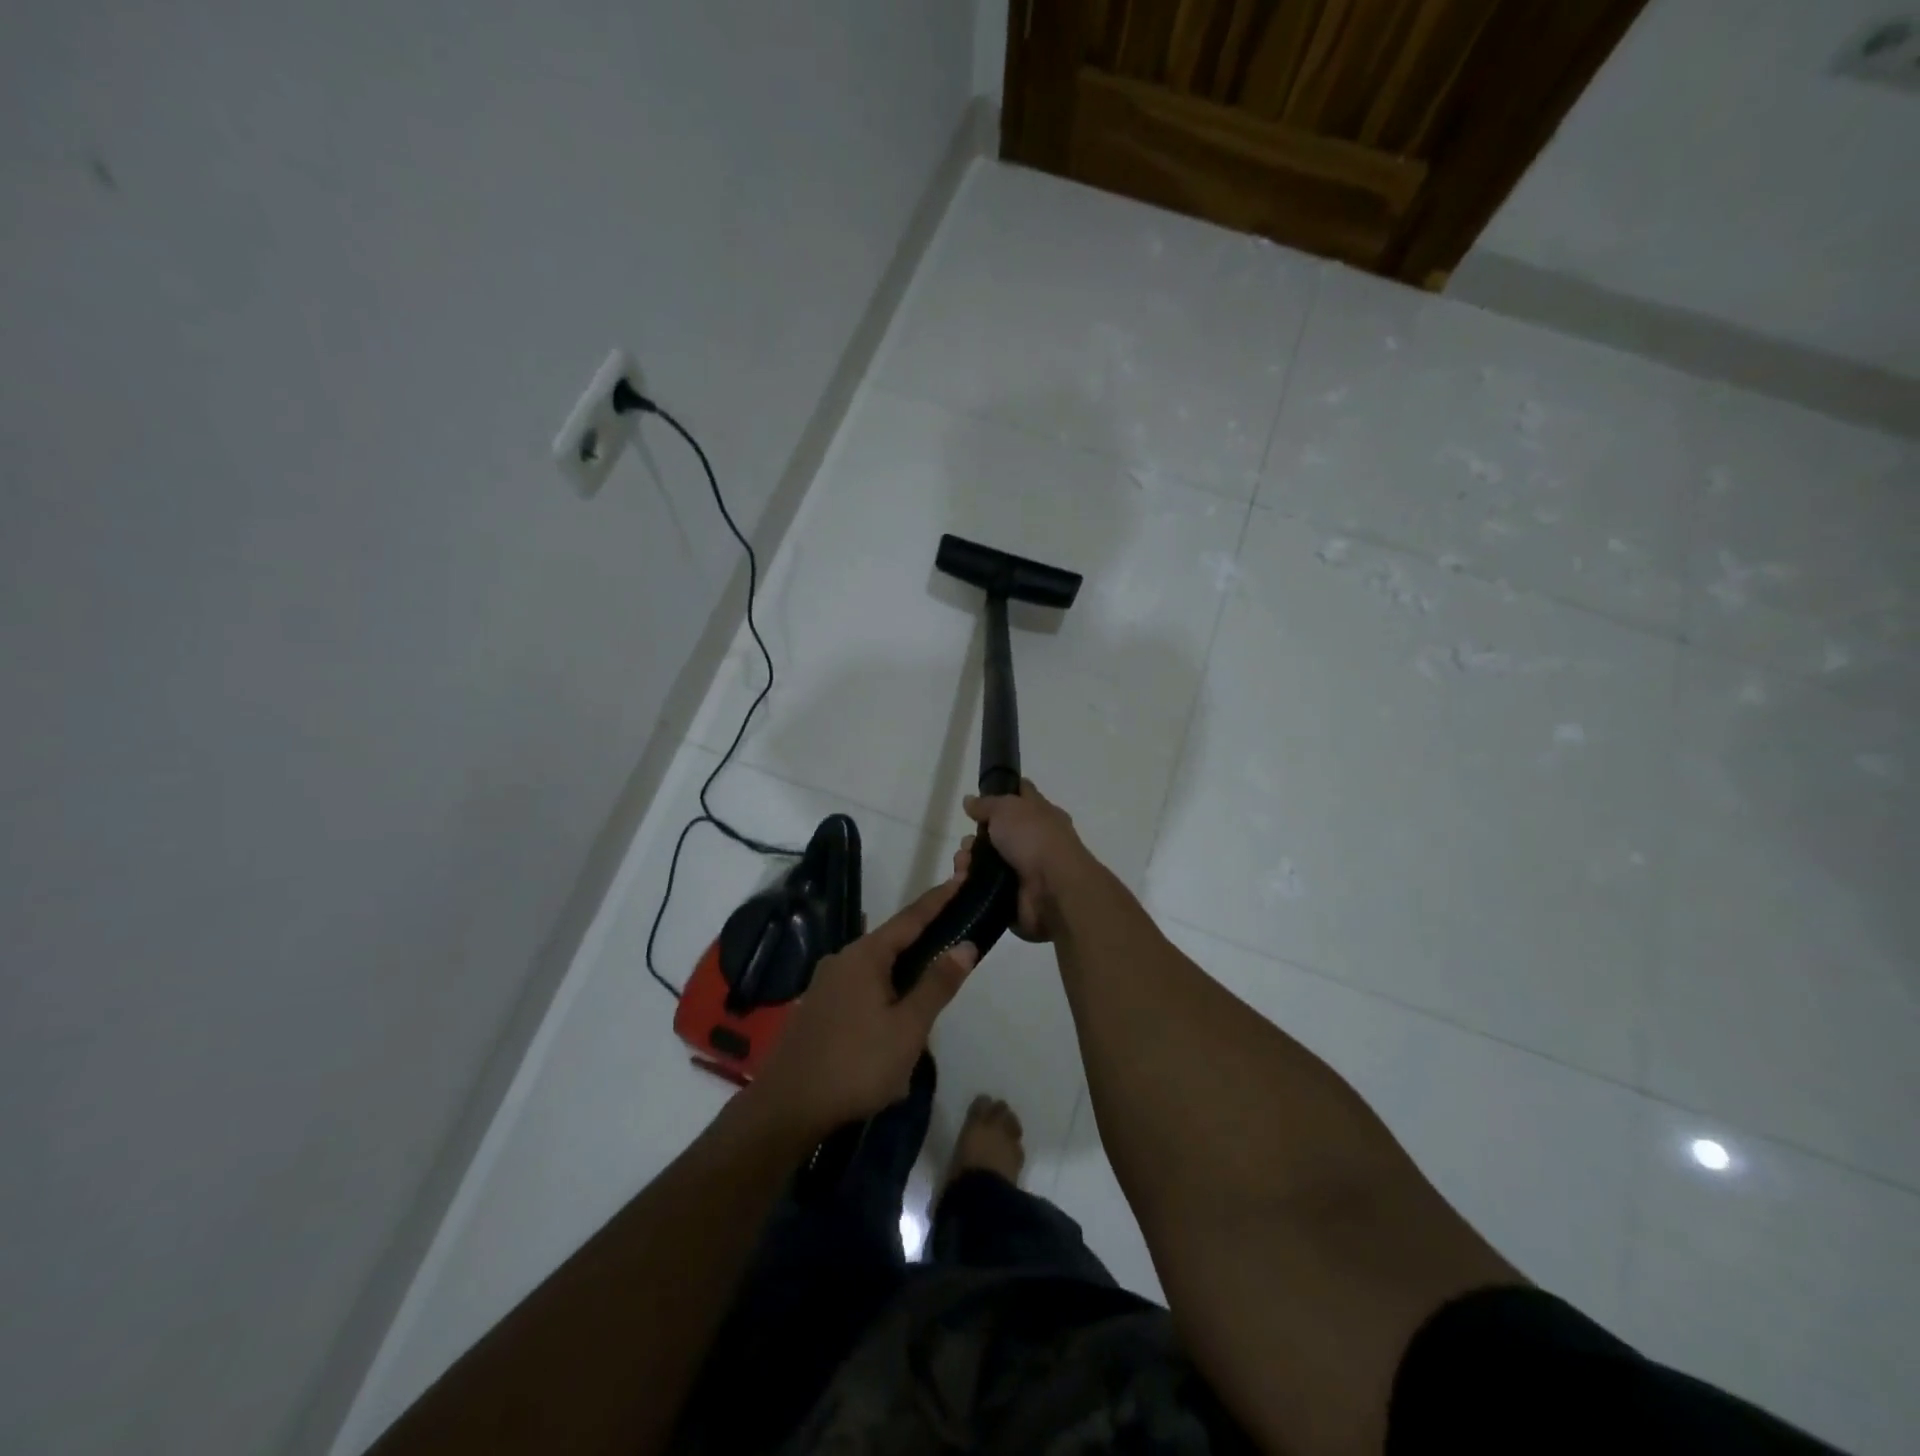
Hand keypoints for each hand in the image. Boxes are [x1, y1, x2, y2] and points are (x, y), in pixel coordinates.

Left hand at [750, 880, 977, 1137]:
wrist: (786, 1109)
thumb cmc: (855, 1064)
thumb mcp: (908, 1028)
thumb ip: (937, 984)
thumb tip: (965, 945)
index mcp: (865, 955)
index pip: (911, 917)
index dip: (939, 899)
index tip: (962, 878)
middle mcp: (842, 959)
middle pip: (893, 942)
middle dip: (924, 944)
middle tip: (956, 945)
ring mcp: (826, 984)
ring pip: (877, 971)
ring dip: (904, 978)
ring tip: (929, 1000)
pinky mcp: (818, 1008)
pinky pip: (861, 990)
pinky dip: (884, 996)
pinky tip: (893, 1027)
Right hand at [954, 779, 1092, 942]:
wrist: (1052, 889)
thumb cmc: (1034, 838)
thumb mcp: (1007, 808)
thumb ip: (986, 804)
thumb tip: (970, 801)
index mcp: (1041, 815)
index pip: (1021, 796)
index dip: (1001, 792)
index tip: (978, 798)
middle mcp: (1034, 841)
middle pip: (996, 834)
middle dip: (974, 838)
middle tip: (968, 844)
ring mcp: (1024, 871)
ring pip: (986, 862)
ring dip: (968, 861)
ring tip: (962, 866)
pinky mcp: (1013, 897)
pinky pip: (984, 887)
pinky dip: (971, 884)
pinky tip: (963, 881)